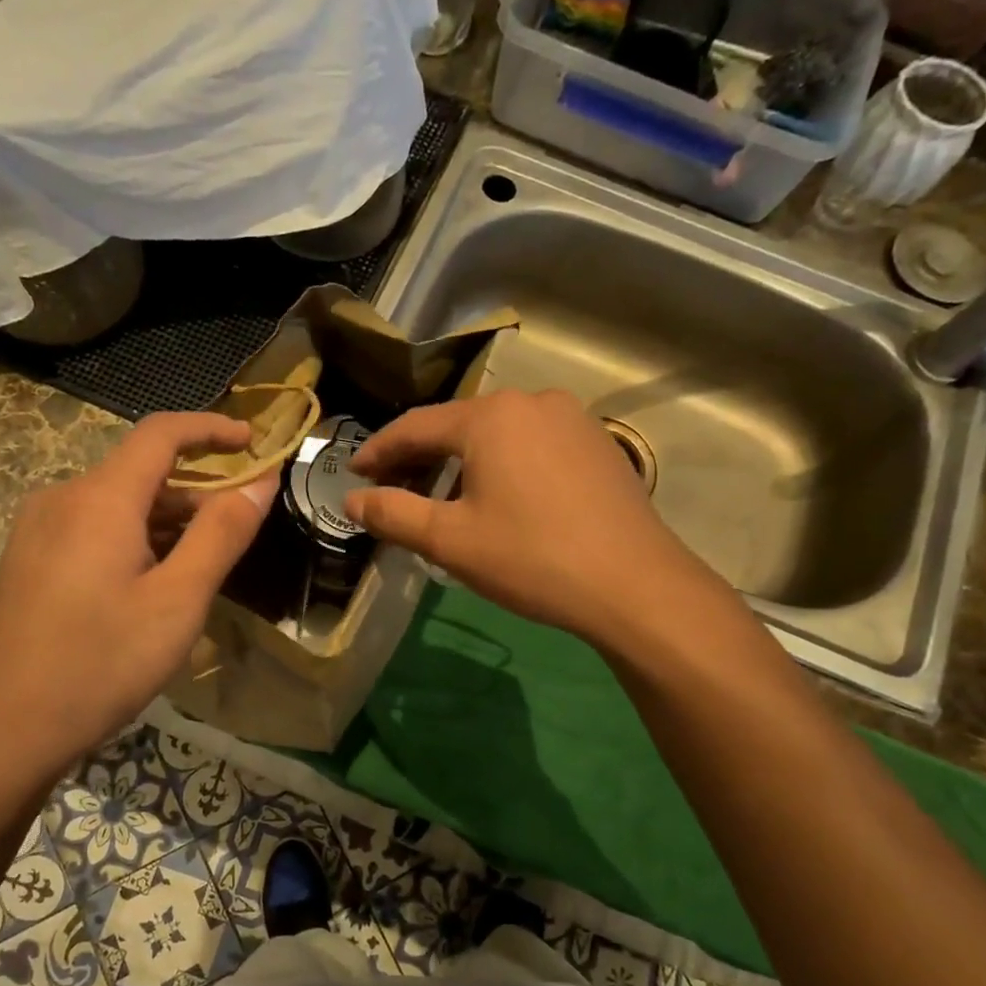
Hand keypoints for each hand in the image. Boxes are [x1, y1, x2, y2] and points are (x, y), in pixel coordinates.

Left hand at [0, 413, 273, 780]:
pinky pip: (93, 529)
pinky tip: (152, 584)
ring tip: (202, 566)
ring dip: (167, 519)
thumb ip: (222, 535)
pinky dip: (136, 538)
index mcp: (100, 498)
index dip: (211, 428)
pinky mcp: (29, 560)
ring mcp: (38, 530)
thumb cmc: (101, 663)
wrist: (3, 730)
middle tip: (238, 529)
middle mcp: (63, 498)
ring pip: (117, 504)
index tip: (253, 441)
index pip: (161, 433)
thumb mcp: (178, 601)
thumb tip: (260, 483)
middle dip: (196, 489)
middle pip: (141, 471)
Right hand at [345, 390, 727, 649]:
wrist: (634, 584)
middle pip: (458, 425)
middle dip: (421, 457)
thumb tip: (351, 500)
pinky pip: (534, 445)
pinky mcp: (599, 444)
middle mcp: (531, 402)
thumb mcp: (450, 541)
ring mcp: (572, 419)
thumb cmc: (531, 558)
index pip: (415, 426)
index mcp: (489, 417)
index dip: (379, 450)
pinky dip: (505, 464)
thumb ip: (393, 514)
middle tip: (394, 489)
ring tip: (446, 500)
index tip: (354, 473)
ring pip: (499, 434)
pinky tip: (504, 499)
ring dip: (464, 462)